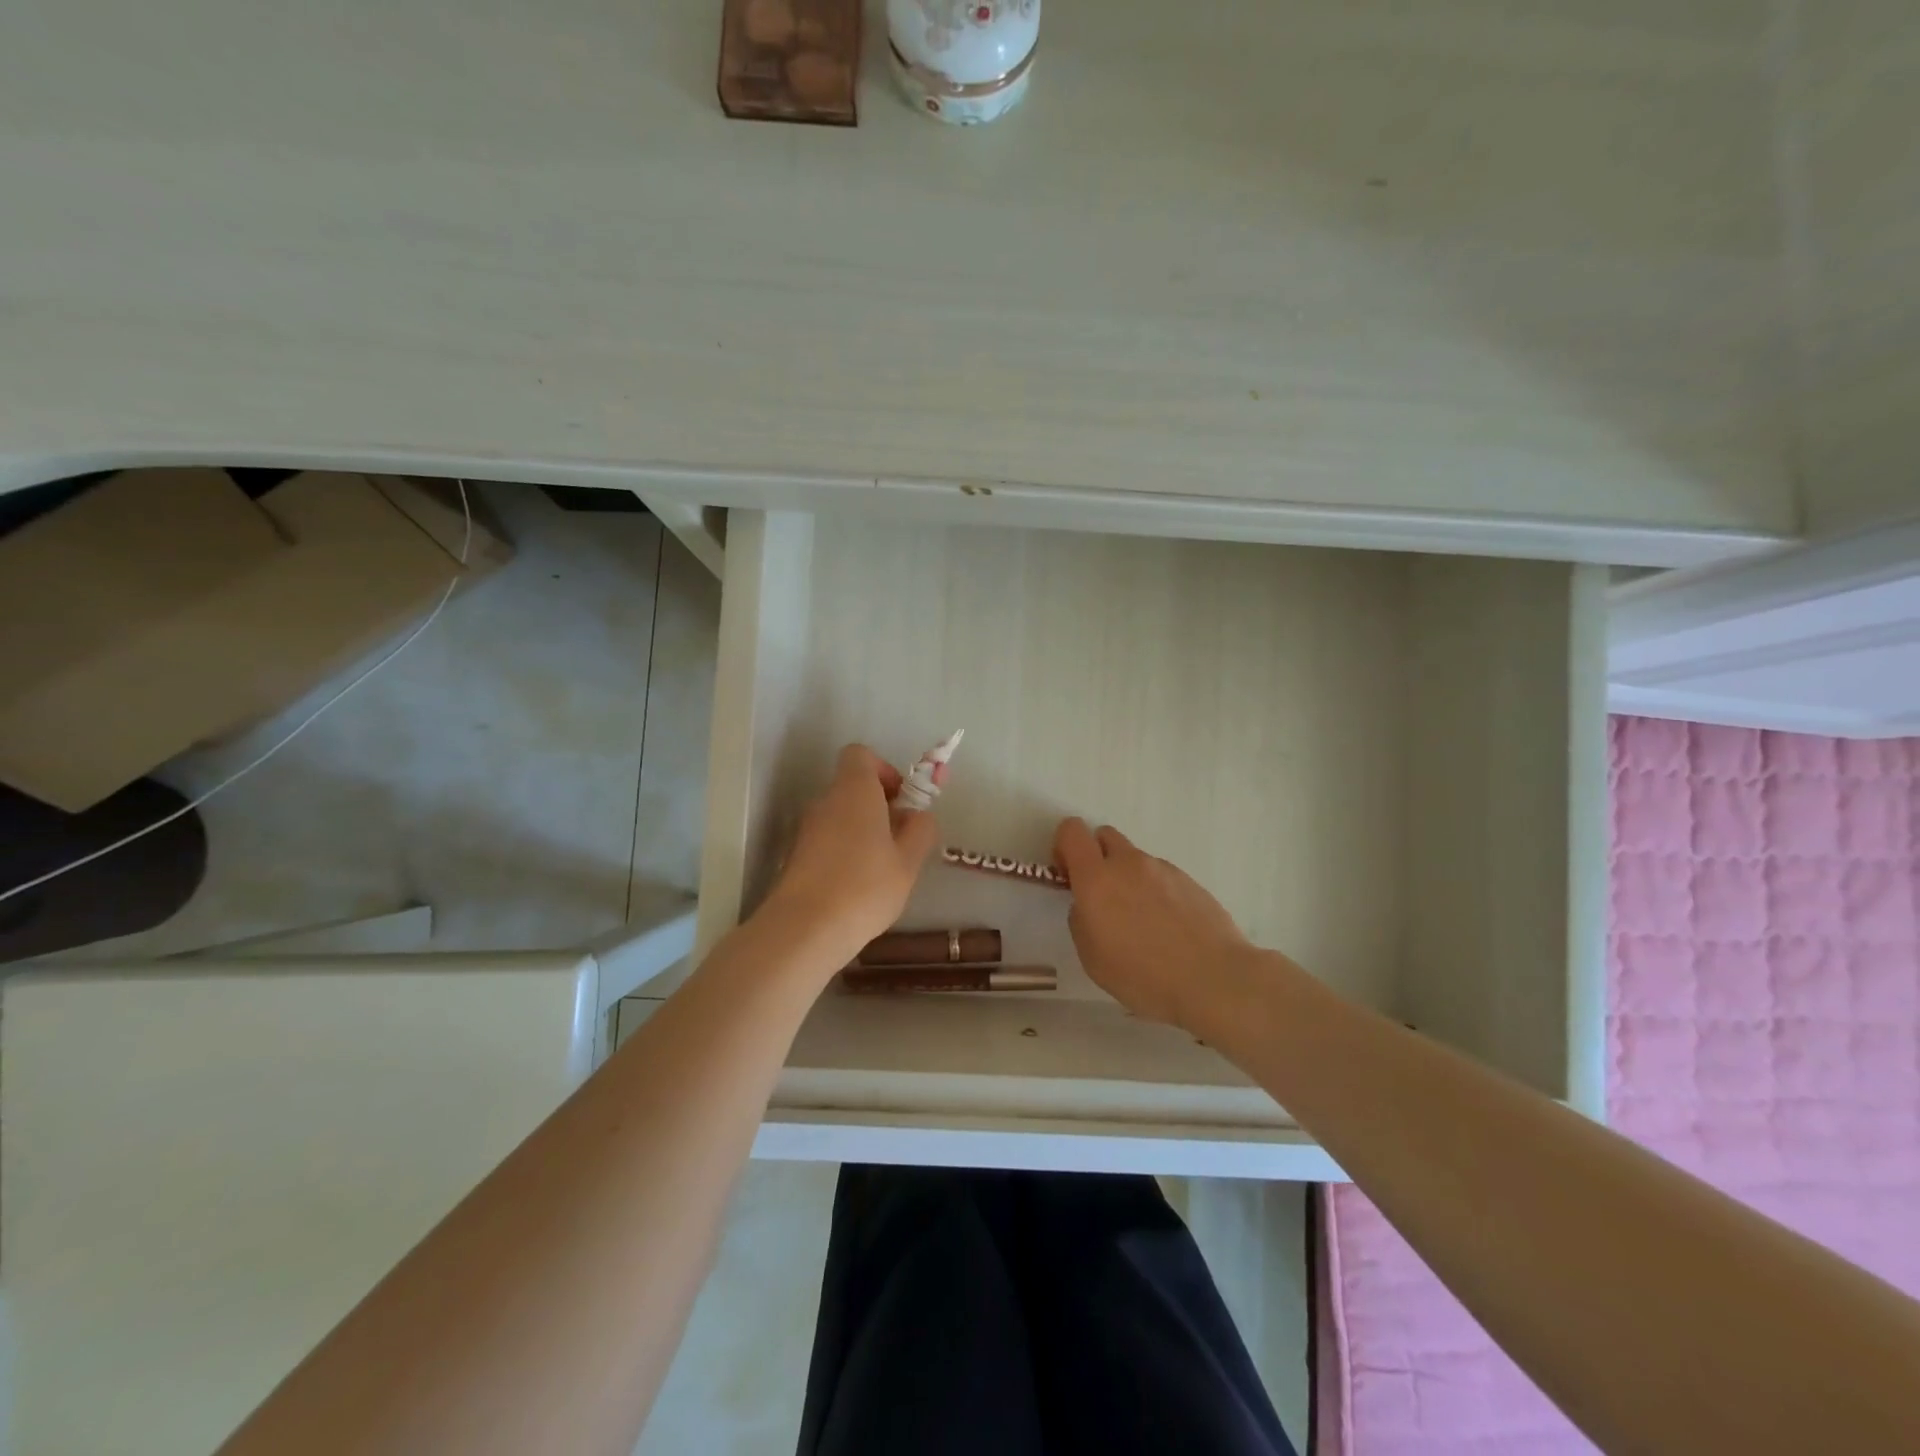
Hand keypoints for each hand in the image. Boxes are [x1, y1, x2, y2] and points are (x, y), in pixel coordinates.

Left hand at [760, 744, 939, 970]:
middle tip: (901, 840)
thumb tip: (918, 815)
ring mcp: (806, 829)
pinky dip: (845, 852)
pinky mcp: (796, 856)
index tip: (901, 800)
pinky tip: (859, 886)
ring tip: (883, 869)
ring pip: (840, 816)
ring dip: (863, 832)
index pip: (860, 755)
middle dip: (879, 806)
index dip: (884, 770)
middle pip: (852, 787)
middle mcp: (825, 801)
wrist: (804, 929)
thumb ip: (920, 830)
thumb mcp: (908, 860)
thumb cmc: (865, 886)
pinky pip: (828, 841)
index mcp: (854, 790)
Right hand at [1054, 818, 1252, 1029]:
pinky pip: (1161, 877)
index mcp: (1097, 879)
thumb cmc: (1143, 976)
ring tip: (1143, 924)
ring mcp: (1163, 869)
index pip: (1072, 831)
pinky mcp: (1190, 881)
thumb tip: (1089, 907)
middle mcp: (1129, 864)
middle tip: (1102, 896)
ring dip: (1129, 879)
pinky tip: (1169, 930)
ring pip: (1135, 860)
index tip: (1068, 874)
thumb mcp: (1093, 958)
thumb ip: (1082, 921)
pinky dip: (1157, 893)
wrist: (1214, 979)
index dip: (1064, 846)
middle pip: (1104, 836)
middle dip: (1096, 857)